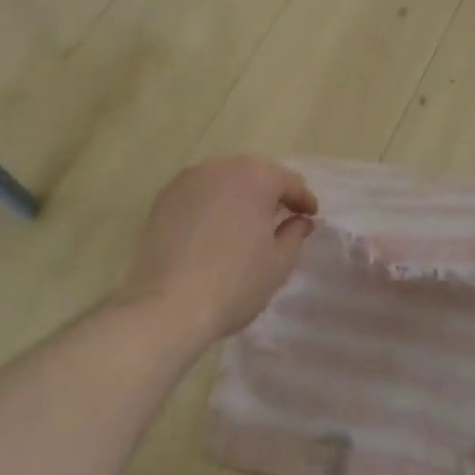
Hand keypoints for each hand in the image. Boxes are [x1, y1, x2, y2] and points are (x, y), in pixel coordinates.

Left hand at [118, 157, 317, 347]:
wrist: (166, 307)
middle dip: (270, 193)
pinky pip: (199, 194)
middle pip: (254, 174)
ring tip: (246, 222)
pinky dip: (212, 204)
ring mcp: (187, 181)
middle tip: (282, 217)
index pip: (288, 181)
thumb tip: (299, 221)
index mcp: (254, 177)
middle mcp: (220, 167)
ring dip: (239, 196)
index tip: (311, 216)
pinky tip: (214, 229)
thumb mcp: (279, 263)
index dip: (303, 199)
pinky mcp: (163, 199)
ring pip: (223, 181)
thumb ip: (295, 234)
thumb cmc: (234, 284)